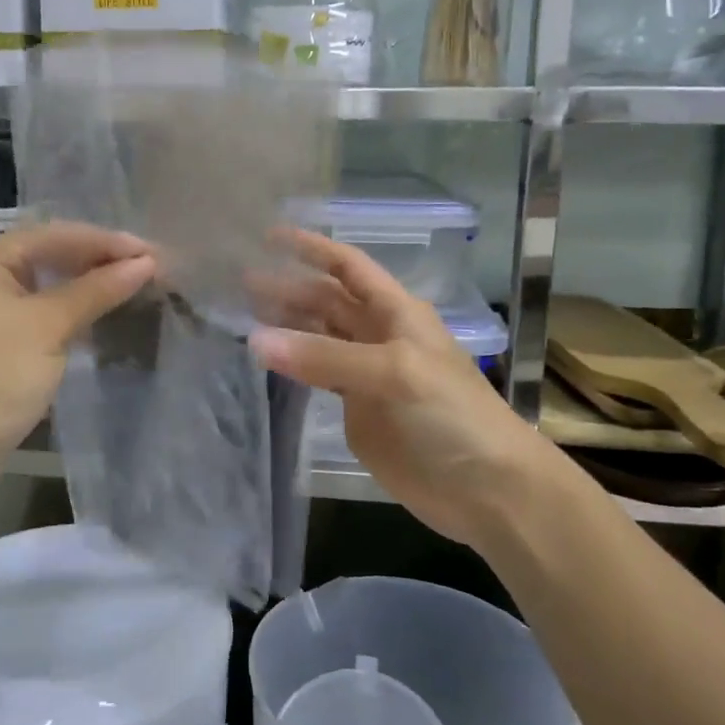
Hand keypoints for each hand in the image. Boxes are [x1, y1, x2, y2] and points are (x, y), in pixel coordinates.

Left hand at [0, 223, 155, 469]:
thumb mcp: (51, 325)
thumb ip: (99, 289)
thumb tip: (147, 262)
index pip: (57, 235)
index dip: (108, 242)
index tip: (154, 252)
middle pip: (51, 252)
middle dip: (100, 258)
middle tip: (150, 265)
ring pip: (48, 279)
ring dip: (89, 281)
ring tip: (135, 281)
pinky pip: (41, 304)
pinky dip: (72, 304)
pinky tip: (102, 307)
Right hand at [249, 230, 546, 550]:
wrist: (486, 487)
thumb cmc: (450, 415)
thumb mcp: (394, 372)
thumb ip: (325, 356)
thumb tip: (256, 339)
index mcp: (395, 312)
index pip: (347, 267)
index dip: (311, 249)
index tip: (268, 236)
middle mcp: (378, 334)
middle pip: (326, 301)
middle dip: (287, 288)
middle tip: (239, 283)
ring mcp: (367, 373)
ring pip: (318, 338)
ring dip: (286, 324)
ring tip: (242, 315)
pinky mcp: (357, 410)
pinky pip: (318, 377)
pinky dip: (292, 365)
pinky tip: (267, 359)